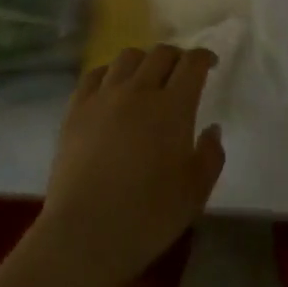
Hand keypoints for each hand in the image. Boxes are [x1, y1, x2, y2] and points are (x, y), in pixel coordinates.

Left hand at [36, 45, 224, 286]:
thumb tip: (211, 129)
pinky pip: (94, 75)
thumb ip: (210, 156)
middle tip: (182, 72)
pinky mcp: (76, 110)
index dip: (204, 57)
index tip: (210, 64)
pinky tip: (112, 86)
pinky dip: (109, 72)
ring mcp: (103, 97)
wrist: (85, 232)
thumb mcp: (196, 192)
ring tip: (147, 76)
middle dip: (177, 56)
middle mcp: (139, 90)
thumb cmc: (149, 216)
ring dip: (144, 60)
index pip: (192, 64)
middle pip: (160, 54)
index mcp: (173, 107)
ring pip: (127, 58)